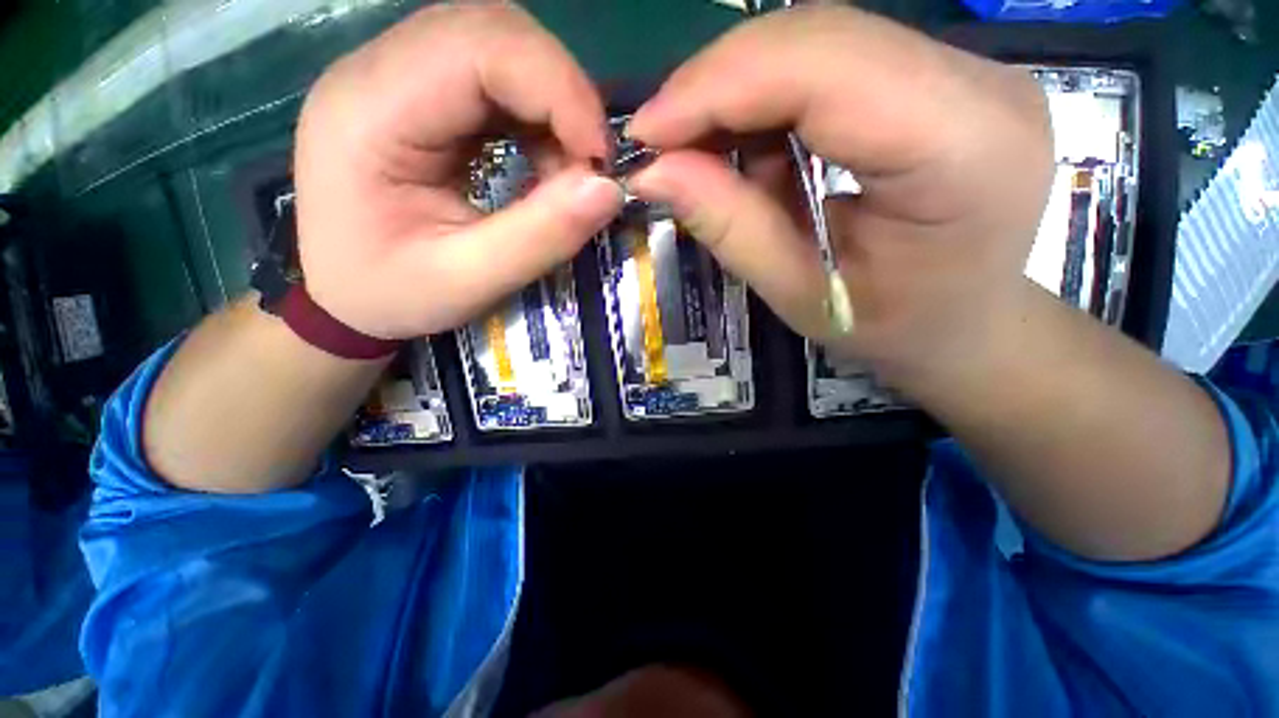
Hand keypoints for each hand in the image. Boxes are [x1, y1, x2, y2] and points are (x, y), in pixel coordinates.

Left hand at [294, 1, 623, 339]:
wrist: (341, 297)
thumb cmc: (392, 294)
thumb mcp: (469, 282)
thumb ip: (540, 236)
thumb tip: (609, 190)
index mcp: (370, 112)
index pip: (478, 46)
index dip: (558, 90)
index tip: (599, 159)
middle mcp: (376, 71)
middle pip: (492, 30)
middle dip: (562, 94)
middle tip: (591, 164)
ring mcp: (396, 75)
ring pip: (499, 46)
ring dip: (553, 104)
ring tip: (568, 168)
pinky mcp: (419, 94)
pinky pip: (494, 78)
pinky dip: (538, 115)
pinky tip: (543, 160)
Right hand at [626, 6, 1053, 388]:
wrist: (964, 322)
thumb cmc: (888, 326)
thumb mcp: (798, 293)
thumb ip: (731, 226)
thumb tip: (653, 172)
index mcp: (961, 151)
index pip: (821, 69)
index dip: (715, 88)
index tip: (646, 133)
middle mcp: (980, 84)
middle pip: (818, 37)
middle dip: (717, 85)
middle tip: (661, 141)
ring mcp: (968, 67)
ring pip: (820, 39)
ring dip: (740, 92)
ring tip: (701, 152)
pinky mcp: (944, 73)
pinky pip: (834, 60)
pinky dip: (771, 97)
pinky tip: (750, 146)